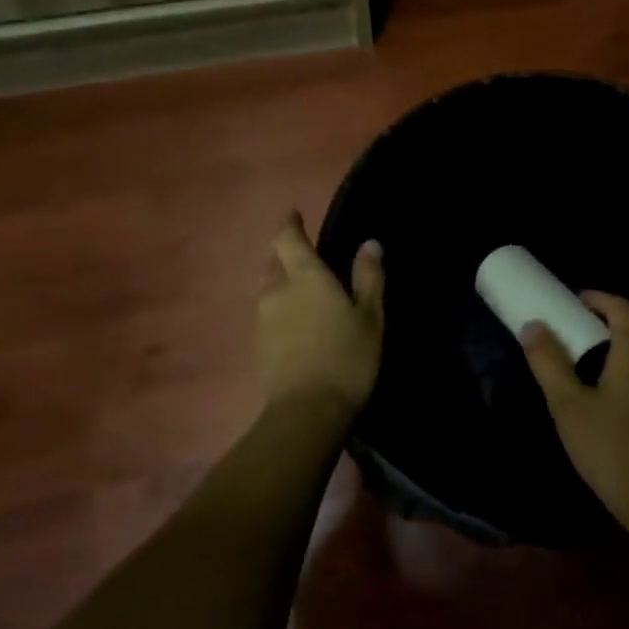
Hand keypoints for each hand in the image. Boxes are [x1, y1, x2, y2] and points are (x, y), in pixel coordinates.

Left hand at [256, 214, 383, 416]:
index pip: (287, 238)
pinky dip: (278, 307)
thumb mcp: (370, 317)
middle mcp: (277, 291)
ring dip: (278, 279)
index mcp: (305, 277)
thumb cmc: (347, 358)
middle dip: (283, 251)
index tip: (295, 216)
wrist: (307, 412)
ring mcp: (263, 319)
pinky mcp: (258, 345)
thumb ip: (368, 278)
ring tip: (298, 285)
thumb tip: (370, 243)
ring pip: (266, 287)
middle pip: (272, 260)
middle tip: (300, 251)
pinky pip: (266, 313)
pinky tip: (293, 320)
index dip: (290, 225)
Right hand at [521, 292, 628, 528]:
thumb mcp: (568, 405)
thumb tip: (534, 326)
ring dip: (622, 347)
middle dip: (609, 322)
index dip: (599, 299)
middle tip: (578, 329)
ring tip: (591, 360)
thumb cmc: (611, 447)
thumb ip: (549, 363)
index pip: (622, 308)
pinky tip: (614, 396)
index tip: (575, 300)